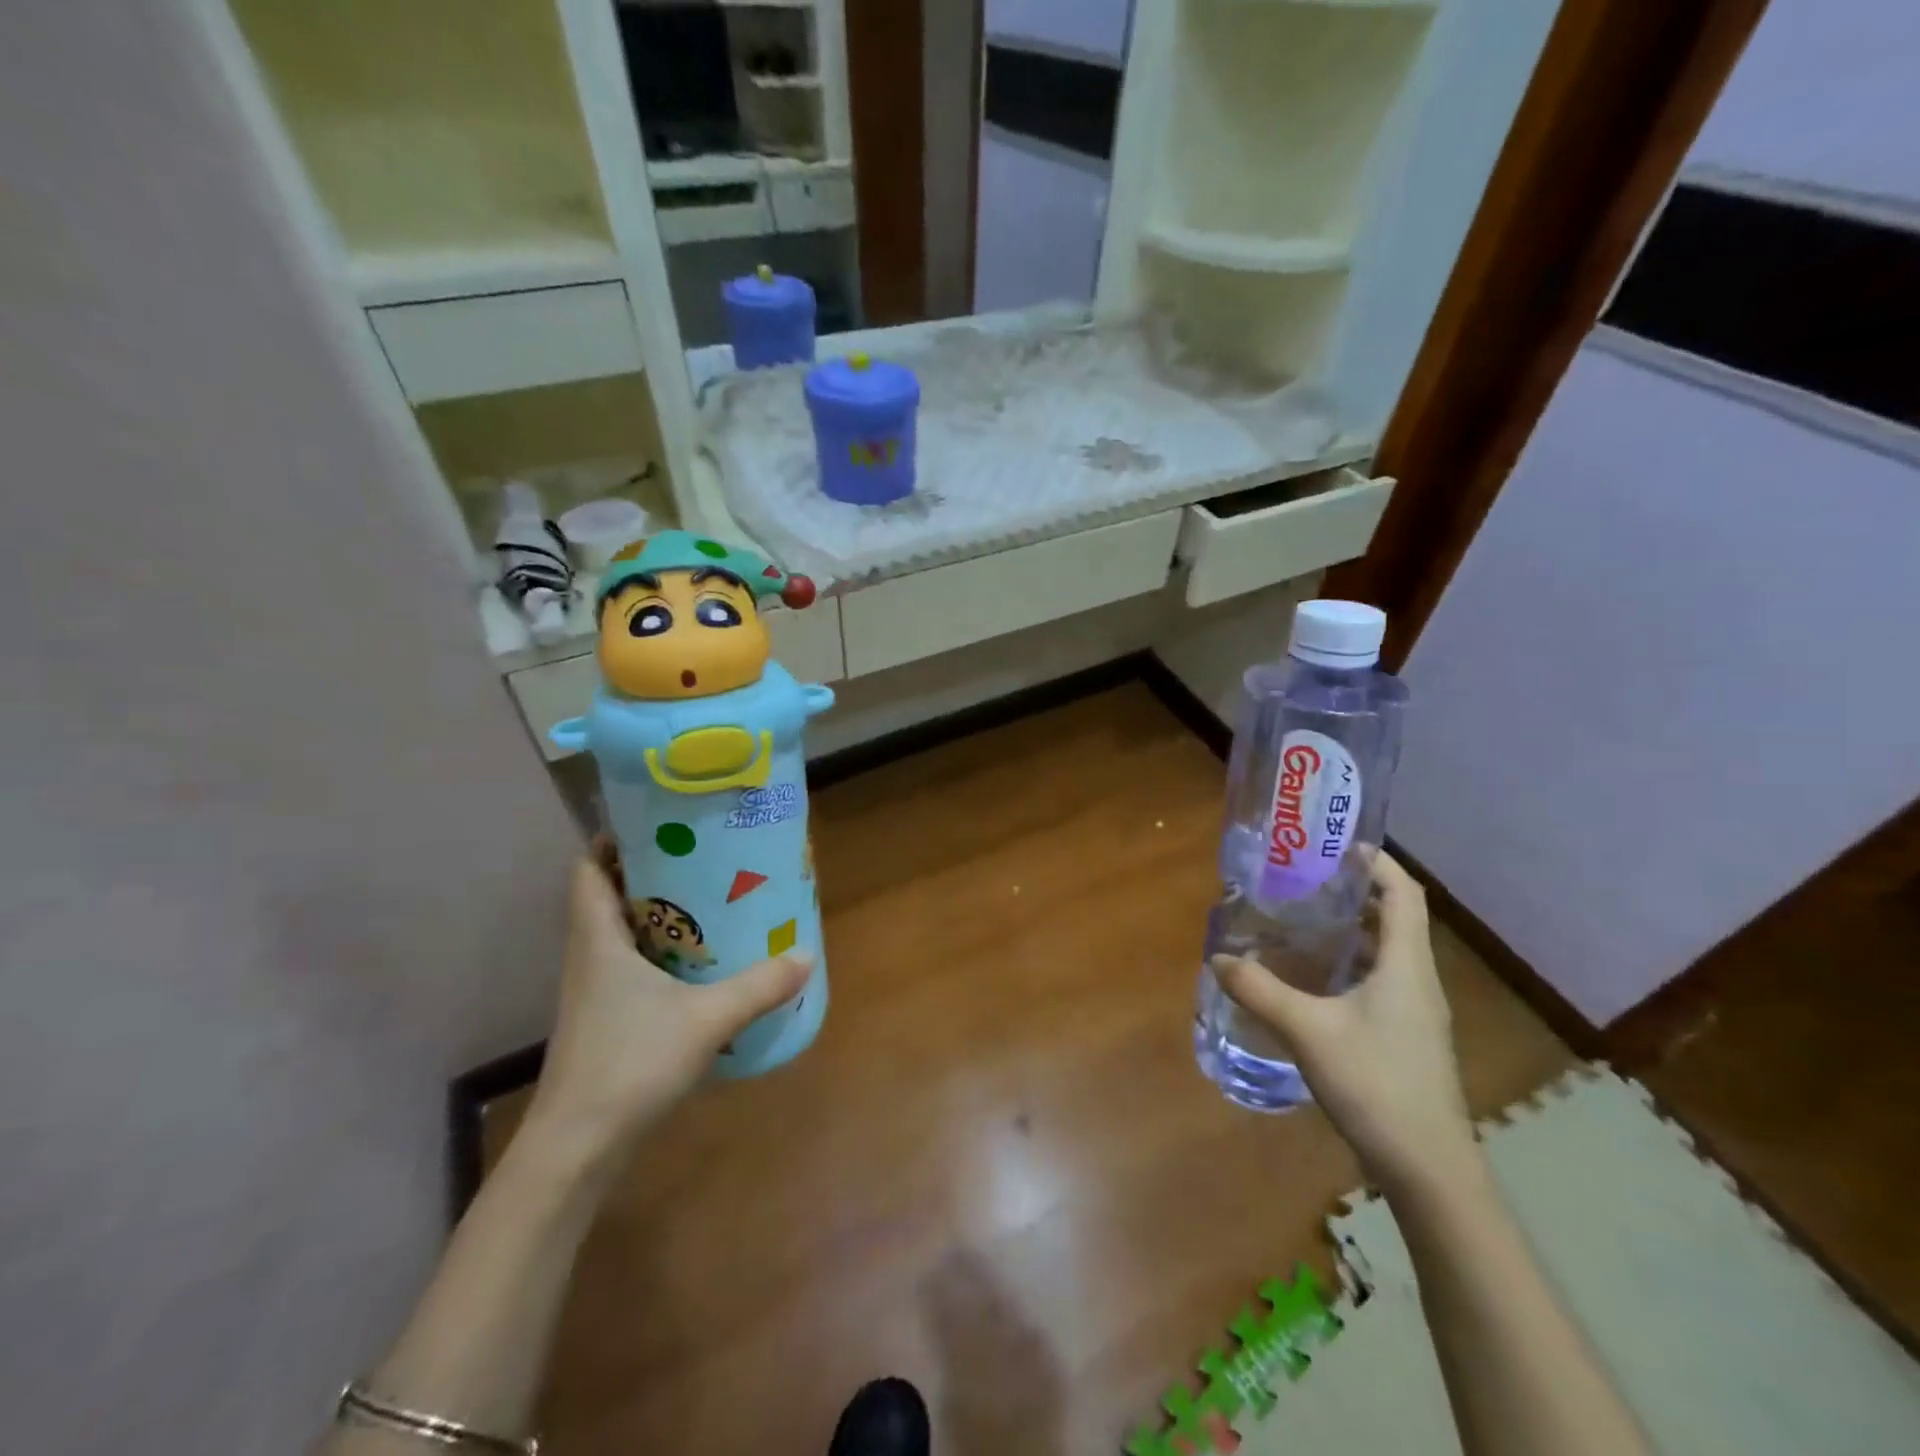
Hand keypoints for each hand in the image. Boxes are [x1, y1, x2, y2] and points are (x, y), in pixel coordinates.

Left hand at [523, 849, 810, 1166]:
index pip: (587, 870)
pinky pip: (631, 967)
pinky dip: (659, 954)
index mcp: (599, 939)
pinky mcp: (604, 1021)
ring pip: (620, 934)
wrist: (576, 1148)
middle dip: (650, 873)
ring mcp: (594, 993)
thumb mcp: (706, 1019)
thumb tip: (805, 955)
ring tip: (710, 901)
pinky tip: (699, 965)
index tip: (659, 826)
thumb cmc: (629, 1063)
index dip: (613, 841)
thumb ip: (758, 986)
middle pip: (608, 896)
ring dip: (657, 914)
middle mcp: (590, 957)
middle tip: (702, 858)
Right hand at [1213, 852, 1477, 1195]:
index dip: (1379, 863)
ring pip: (1389, 953)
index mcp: (1407, 965)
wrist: (1428, 1168)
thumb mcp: (1306, 1030)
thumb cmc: (1375, 1083)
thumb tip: (1219, 958)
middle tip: (1308, 880)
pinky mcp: (1408, 1038)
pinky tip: (1316, 980)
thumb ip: (1259, 990)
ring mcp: (1417, 1013)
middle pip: (1397, 918)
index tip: (1340, 846)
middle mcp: (1419, 981)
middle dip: (1357, 892)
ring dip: (1355, 929)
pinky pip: (1382, 981)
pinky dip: (1353, 964)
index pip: (1404, 894)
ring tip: (1306, 920)